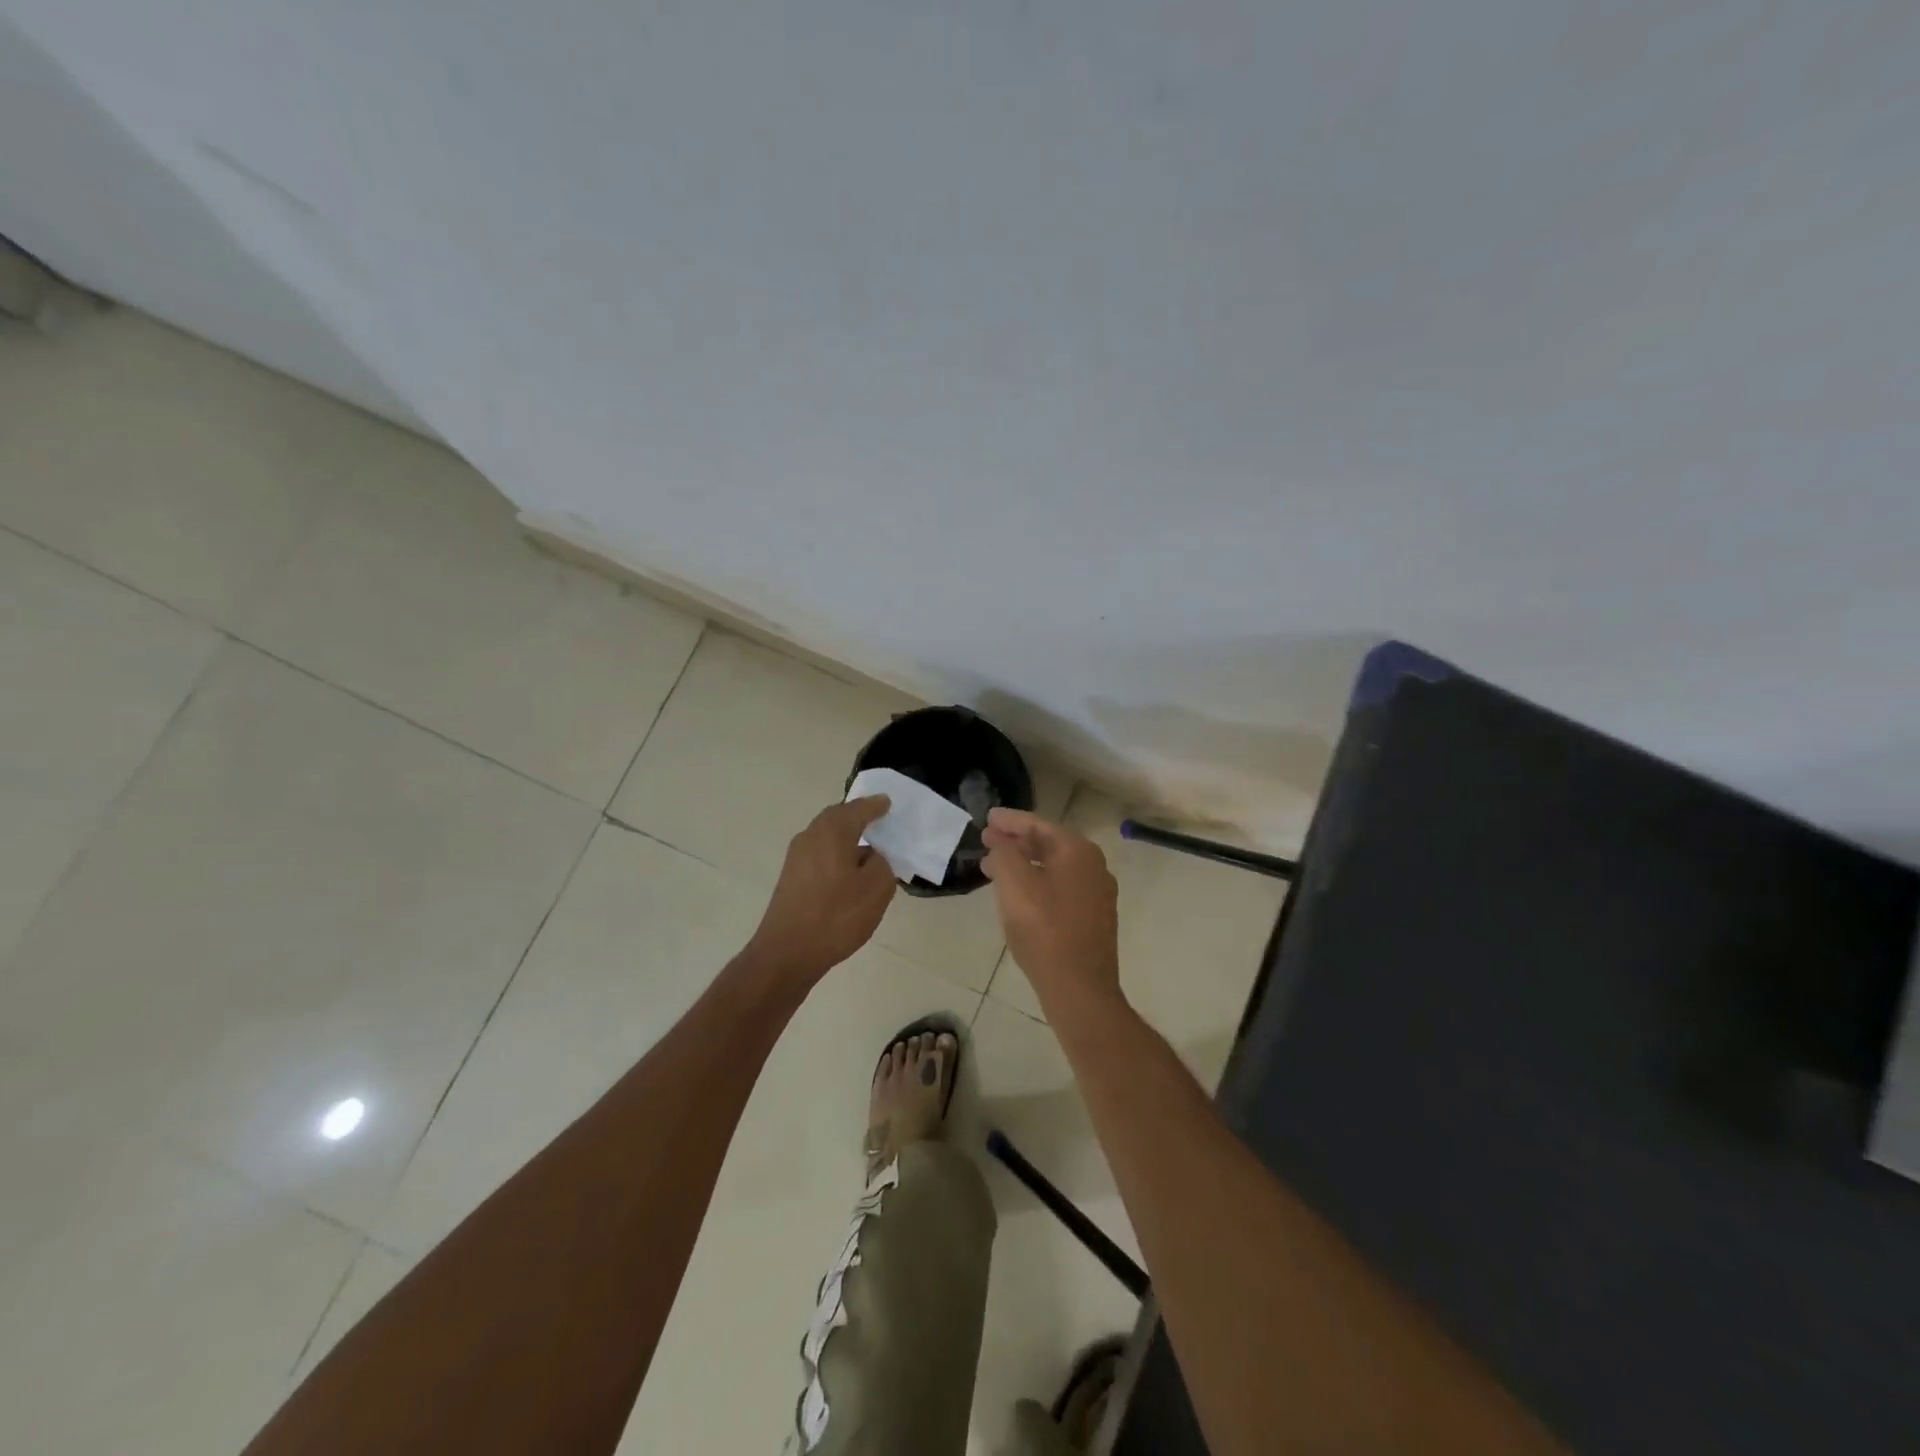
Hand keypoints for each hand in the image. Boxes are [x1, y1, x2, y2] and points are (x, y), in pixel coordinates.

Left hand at [747, 796, 897, 984]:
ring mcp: (796, 857)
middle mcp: (811, 836)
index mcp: (832, 831)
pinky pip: (820, 855)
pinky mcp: (791, 878)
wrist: (787, 953)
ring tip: (868, 850)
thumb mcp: (876, 889)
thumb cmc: (836, 916)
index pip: (859, 808)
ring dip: (847, 839)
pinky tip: (849, 875)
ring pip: (827, 837)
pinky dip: (836, 856)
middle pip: (838, 818)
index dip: (876, 806)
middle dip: (858, 818)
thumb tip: (872, 857)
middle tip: (879, 821)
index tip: (888, 804)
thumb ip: (882, 864)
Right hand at [981, 808, 1121, 1009]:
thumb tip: (1001, 840)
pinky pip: (1061, 887)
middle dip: (1016, 842)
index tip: (987, 817)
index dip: (1009, 821)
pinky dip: (1038, 882)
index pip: (1037, 825)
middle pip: (1048, 844)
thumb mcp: (1014, 884)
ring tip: (994, 868)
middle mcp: (1094, 865)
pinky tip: (1019, 894)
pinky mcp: (1095, 917)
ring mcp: (1098, 893)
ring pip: (1054, 867)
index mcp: (1077, 851)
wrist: (1079, 988)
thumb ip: (1004, 852)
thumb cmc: (1044, 930)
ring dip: (1024, 864)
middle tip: (987, 841)